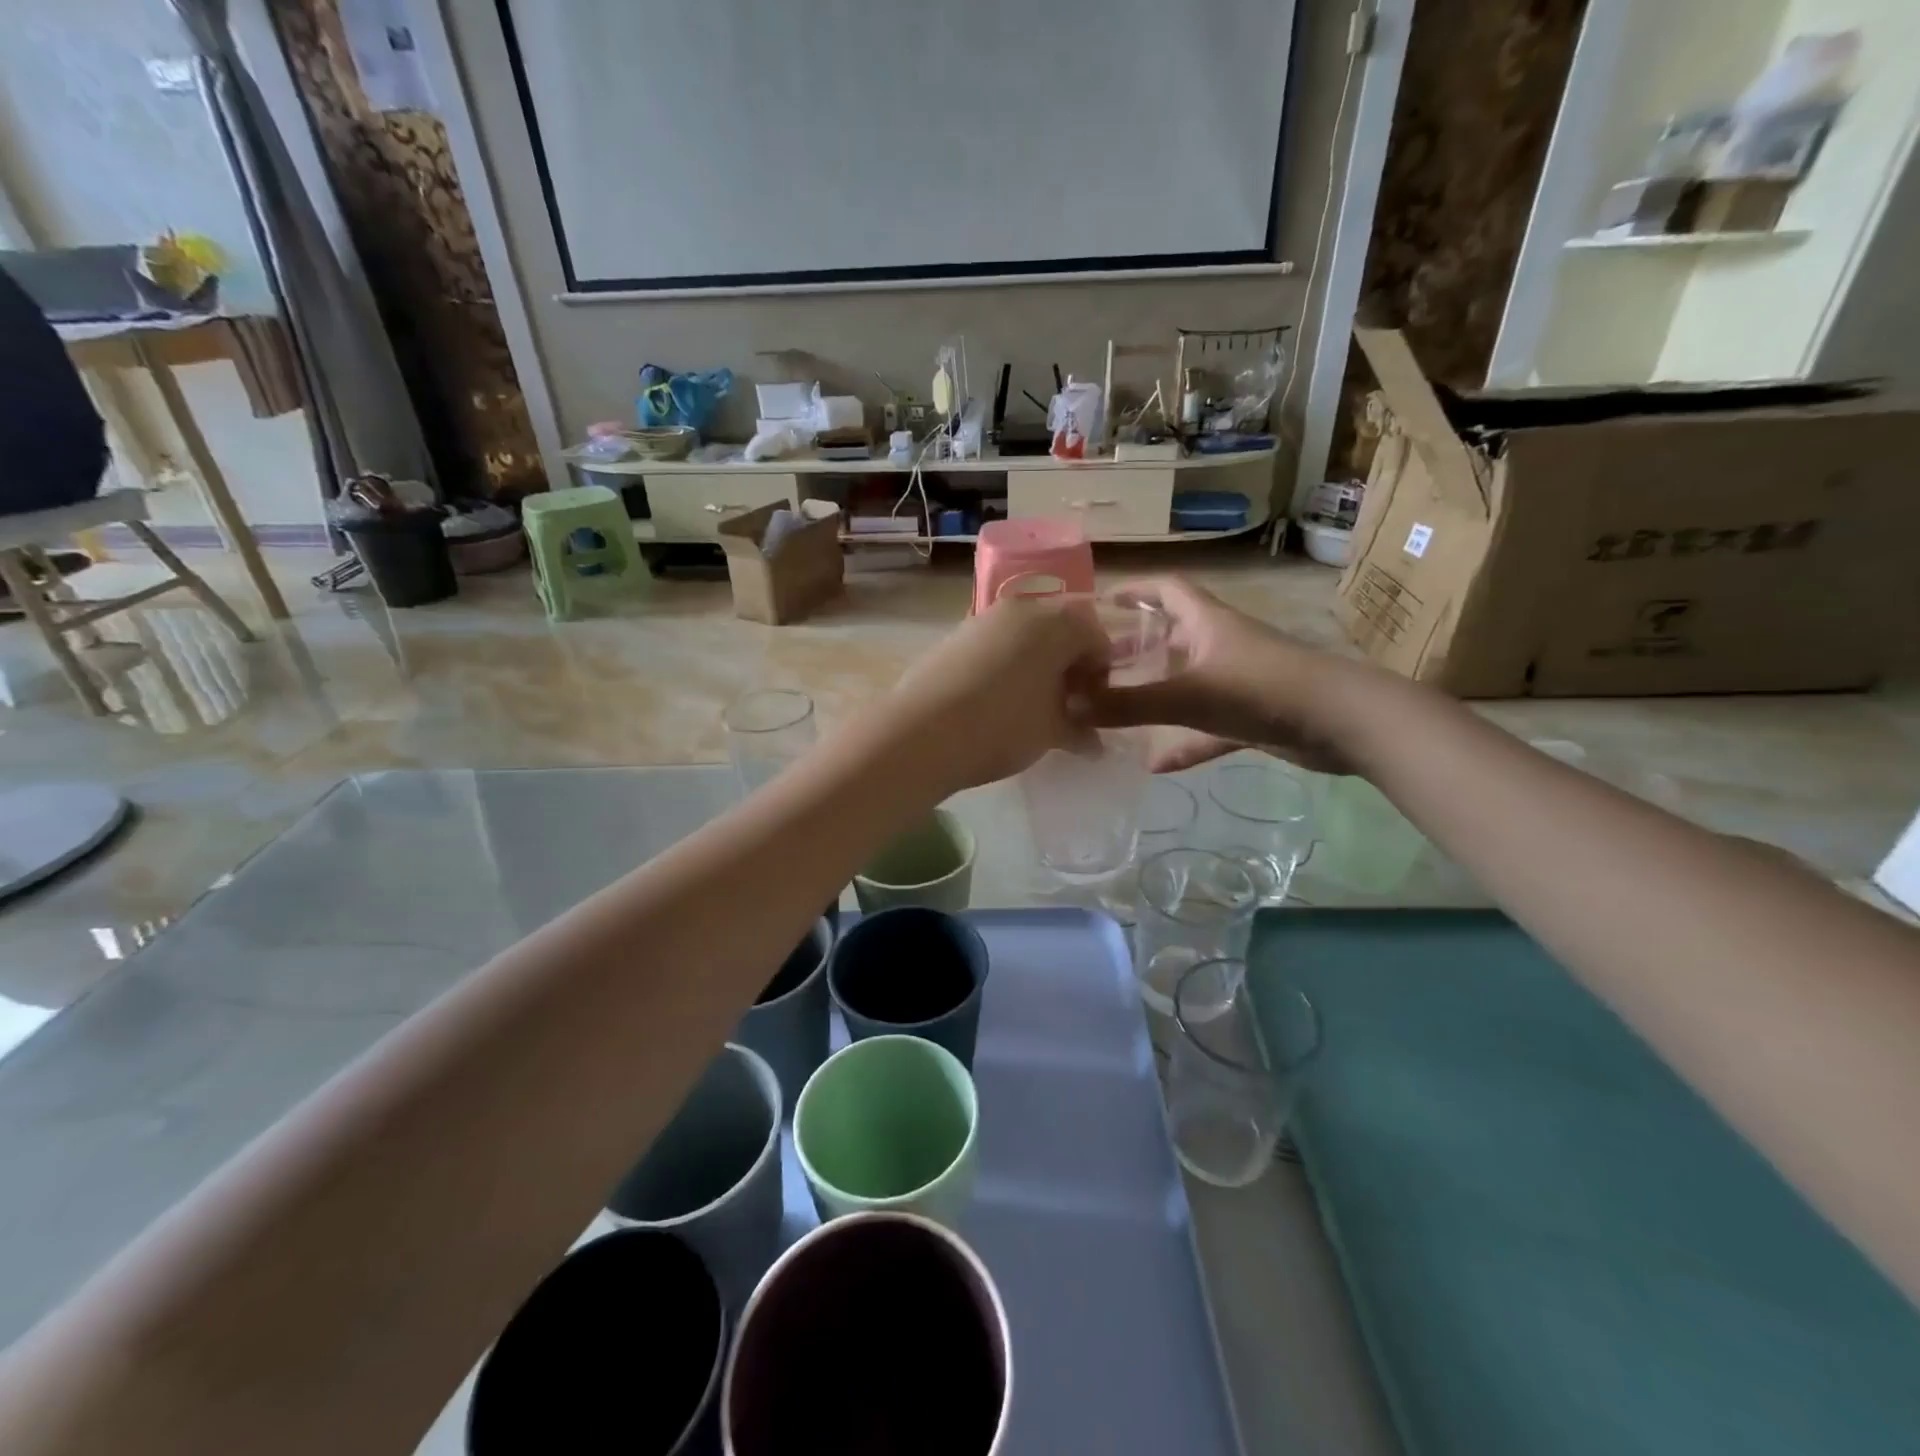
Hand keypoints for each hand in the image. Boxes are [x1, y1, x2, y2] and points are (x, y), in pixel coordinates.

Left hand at [879, 596, 1111, 795]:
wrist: (921, 732)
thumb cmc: (1002, 726)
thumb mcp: (1051, 733)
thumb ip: (1080, 731)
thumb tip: (1094, 743)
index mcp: (1056, 622)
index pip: (1095, 636)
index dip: (1101, 673)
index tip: (1093, 706)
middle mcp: (1022, 608)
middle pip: (1060, 629)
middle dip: (1069, 664)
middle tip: (1066, 705)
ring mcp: (983, 619)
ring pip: (1025, 635)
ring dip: (1037, 663)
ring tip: (1031, 705)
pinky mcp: (954, 636)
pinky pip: (995, 644)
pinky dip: (1007, 664)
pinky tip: (997, 700)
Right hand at [1094, 576, 1356, 773]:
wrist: (1342, 723)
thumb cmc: (1261, 690)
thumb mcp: (1186, 696)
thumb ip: (1127, 705)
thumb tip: (1068, 707)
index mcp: (1207, 623)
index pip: (1166, 590)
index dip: (1135, 591)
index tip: (1101, 603)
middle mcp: (1221, 645)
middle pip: (1172, 637)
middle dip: (1135, 648)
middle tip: (1095, 666)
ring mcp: (1238, 681)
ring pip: (1187, 682)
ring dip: (1156, 694)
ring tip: (1116, 709)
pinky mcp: (1252, 715)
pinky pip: (1207, 727)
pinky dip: (1183, 742)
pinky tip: (1156, 765)